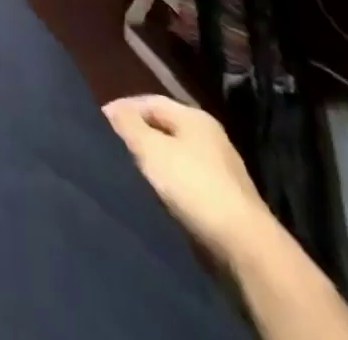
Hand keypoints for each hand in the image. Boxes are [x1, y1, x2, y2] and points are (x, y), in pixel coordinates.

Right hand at [104, 94, 274, 266]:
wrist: (247, 247)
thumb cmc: (194, 186)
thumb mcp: (151, 149)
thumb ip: (128, 125)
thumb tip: (111, 110)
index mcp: (194, 117)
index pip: (149, 101)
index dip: (122, 109)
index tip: (100, 123)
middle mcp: (210, 136)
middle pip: (163, 127)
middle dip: (138, 135)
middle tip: (113, 147)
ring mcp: (221, 169)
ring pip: (175, 155)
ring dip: (153, 161)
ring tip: (130, 172)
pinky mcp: (225, 200)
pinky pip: (187, 180)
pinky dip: (169, 183)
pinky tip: (157, 195)